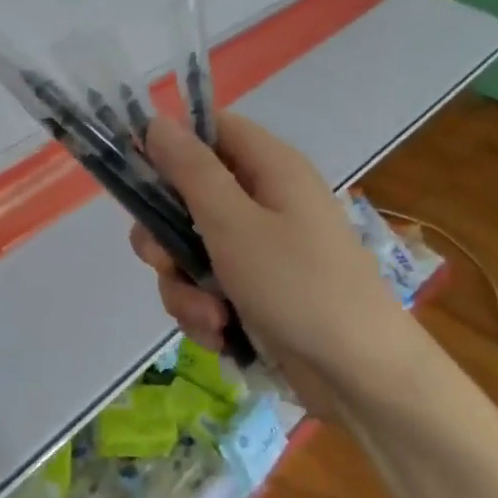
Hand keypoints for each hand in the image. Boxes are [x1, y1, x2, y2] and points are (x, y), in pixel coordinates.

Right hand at [128, 112, 434, 413]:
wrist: (361, 376)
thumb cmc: (298, 286)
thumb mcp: (234, 223)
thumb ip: (190, 170)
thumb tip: (156, 121)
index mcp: (269, 167)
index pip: (210, 129)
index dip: (170, 144)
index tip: (136, 175)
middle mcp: (264, 201)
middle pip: (188, 196)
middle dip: (166, 237)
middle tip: (165, 262)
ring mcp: (260, 249)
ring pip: (190, 250)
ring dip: (185, 286)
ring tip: (210, 316)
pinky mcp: (256, 291)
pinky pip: (208, 287)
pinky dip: (205, 312)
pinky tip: (220, 335)